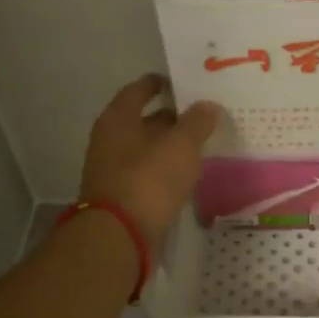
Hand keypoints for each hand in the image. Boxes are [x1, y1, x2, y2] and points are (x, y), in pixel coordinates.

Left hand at [79, 74, 220, 250]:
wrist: (120, 235)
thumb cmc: (149, 179)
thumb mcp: (181, 145)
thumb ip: (197, 122)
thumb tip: (208, 105)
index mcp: (118, 119)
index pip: (138, 90)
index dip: (159, 83)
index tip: (181, 82)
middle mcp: (110, 141)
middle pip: (143, 121)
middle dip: (171, 117)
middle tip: (202, 115)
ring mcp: (113, 170)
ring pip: (147, 149)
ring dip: (170, 146)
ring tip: (201, 144)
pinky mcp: (123, 196)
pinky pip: (148, 174)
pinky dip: (166, 169)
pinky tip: (188, 174)